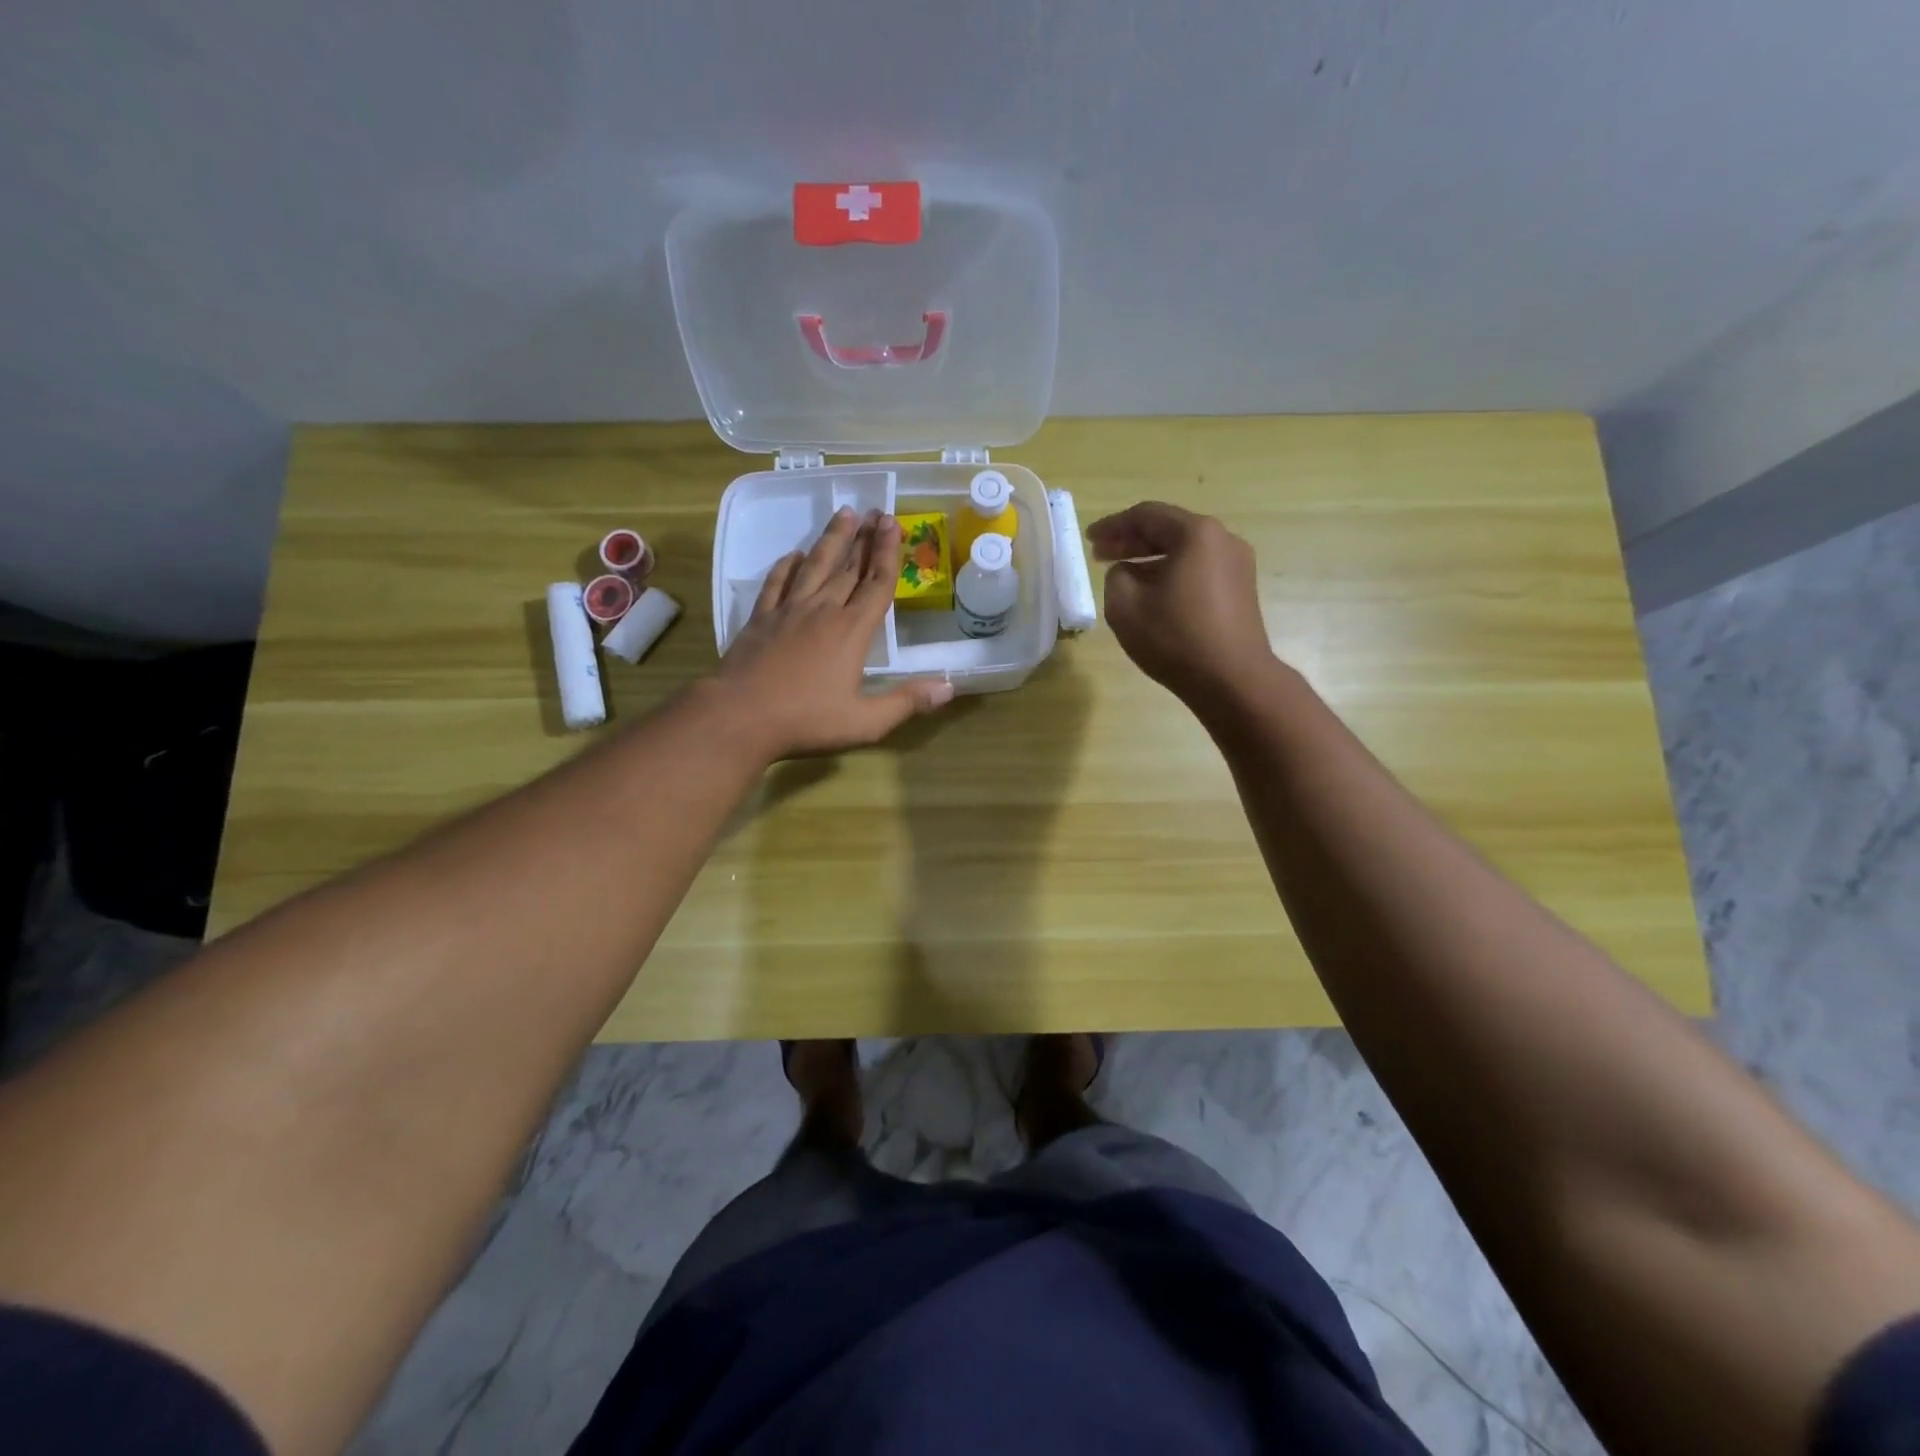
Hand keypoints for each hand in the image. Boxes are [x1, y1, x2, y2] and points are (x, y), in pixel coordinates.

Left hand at [710, 507, 953, 758]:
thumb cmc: (807, 720)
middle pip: (848, 567)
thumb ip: (907, 702)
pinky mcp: (761, 619)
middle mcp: (823, 611)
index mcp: (852, 631)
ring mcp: (788, 611)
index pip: (876, 584)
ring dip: (831, 540)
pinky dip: (787, 566)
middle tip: (875, 512)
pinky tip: (794, 555)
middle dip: (864, 538)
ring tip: (843, 514)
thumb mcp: (866, 721)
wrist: (741, 716)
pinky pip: (777, 583)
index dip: (887, 553)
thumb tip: (948, 687)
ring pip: (814, 566)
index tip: (892, 524)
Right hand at [1086, 501, 1277, 710]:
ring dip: (1151, 558)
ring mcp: (1237, 564)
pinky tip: (1153, 593)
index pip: (1146, 515)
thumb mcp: (1125, 606)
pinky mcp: (1241, 589)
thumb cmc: (1175, 639)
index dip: (1112, 526)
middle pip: (1169, 529)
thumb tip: (1128, 572)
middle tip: (1101, 555)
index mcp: (1196, 534)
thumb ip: (1116, 577)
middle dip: (1131, 541)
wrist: (1232, 680)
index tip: (1089, 540)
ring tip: (1123, 576)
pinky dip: (1172, 572)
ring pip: (1185, 550)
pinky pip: (1199, 569)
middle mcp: (1223, 540)